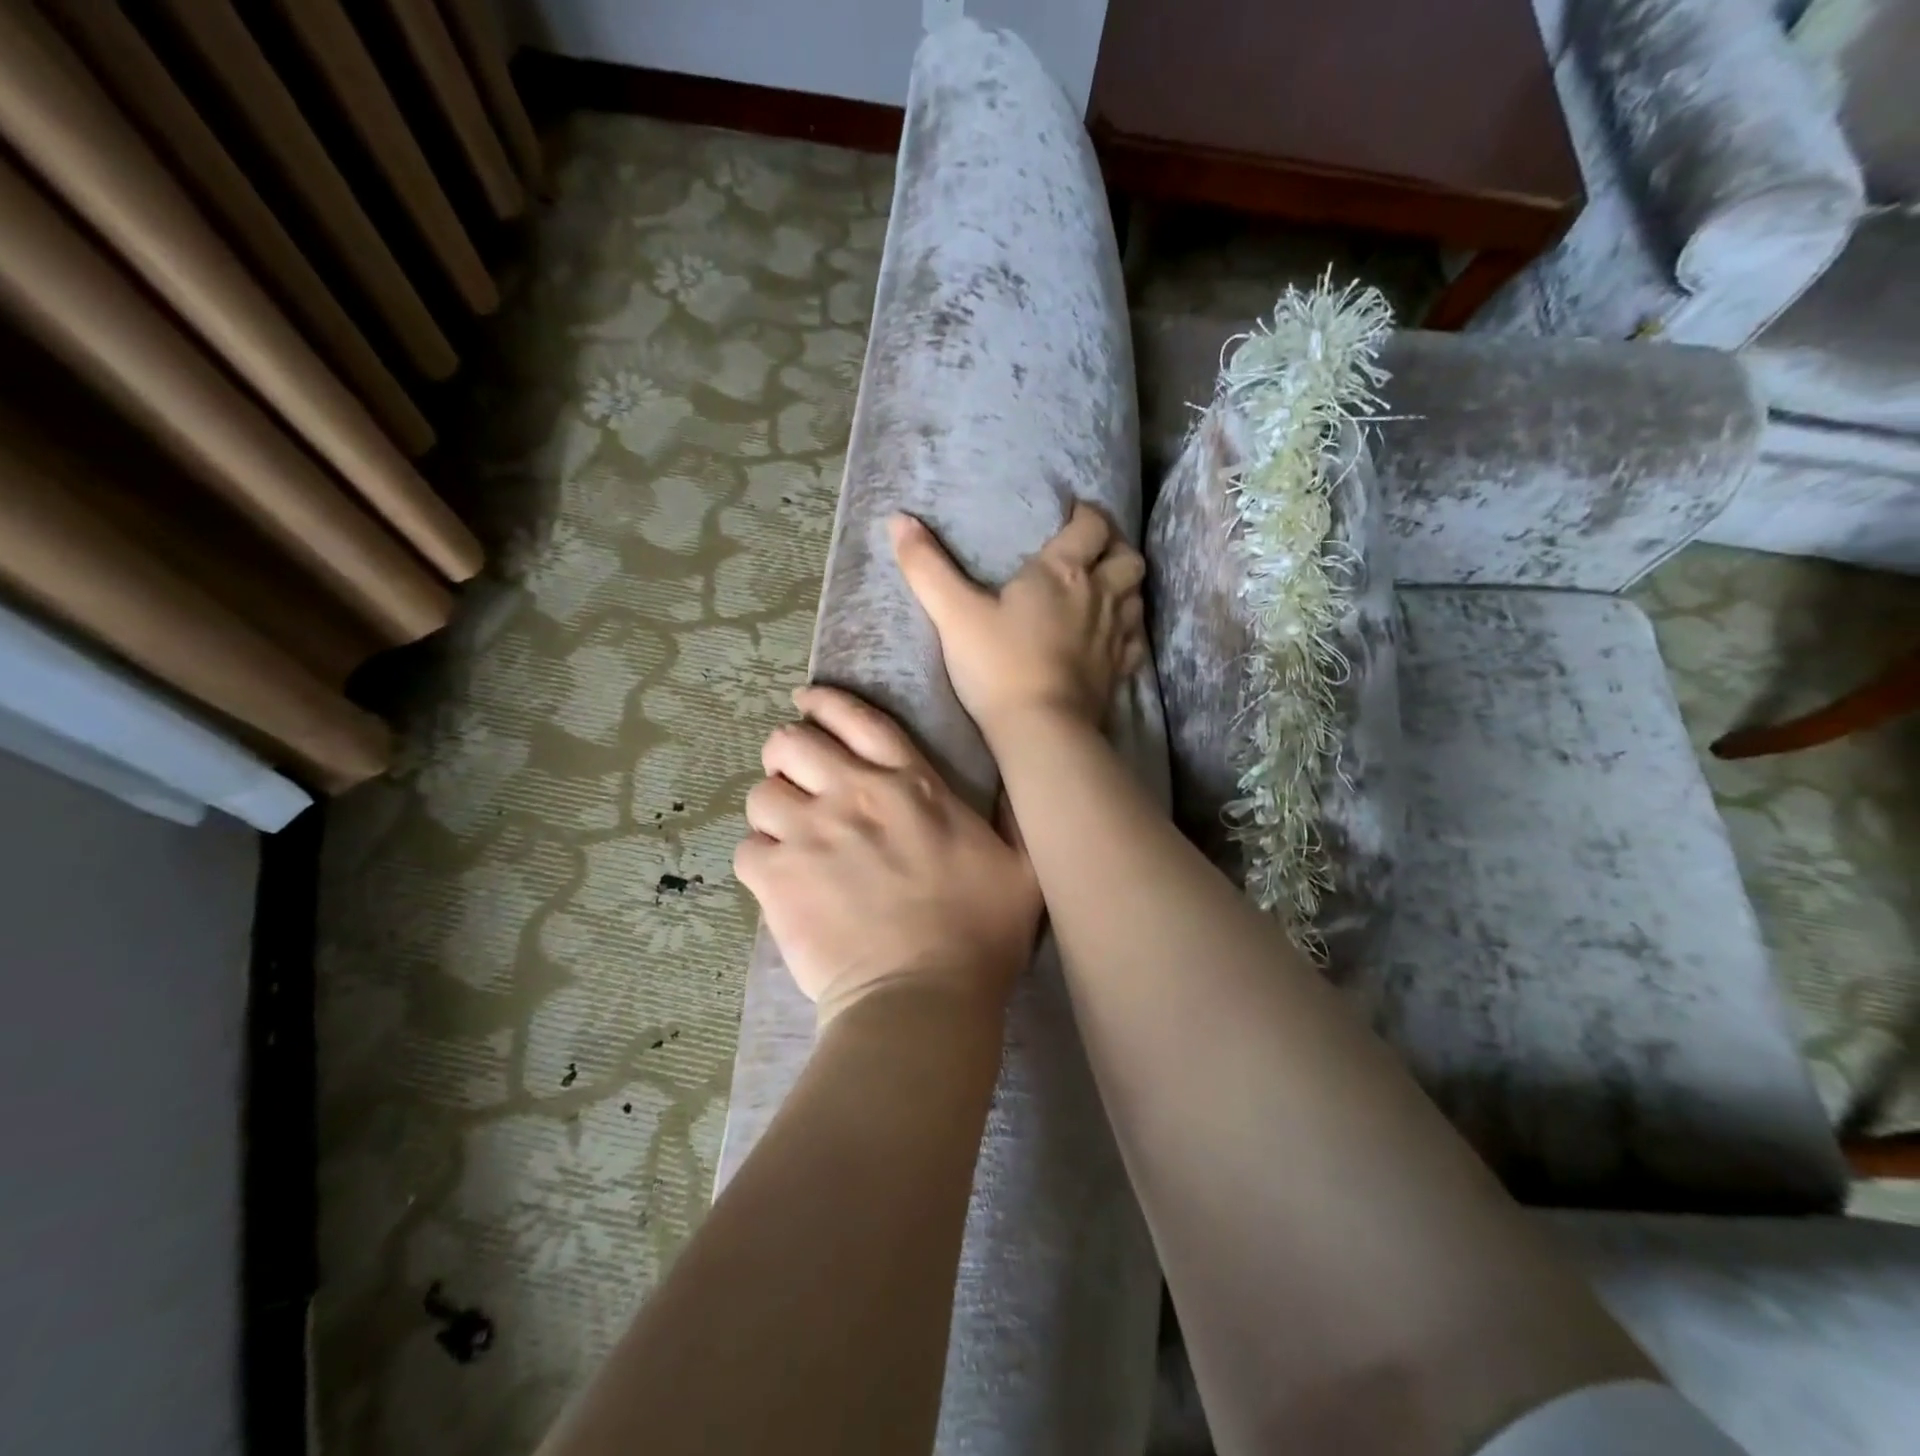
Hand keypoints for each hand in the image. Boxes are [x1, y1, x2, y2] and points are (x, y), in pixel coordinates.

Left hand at [735, 685, 1040, 1022]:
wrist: (923, 998)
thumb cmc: (981, 934)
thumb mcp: (1023, 865)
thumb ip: (1014, 816)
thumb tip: (1016, 782)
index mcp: (911, 785)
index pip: (858, 720)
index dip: (826, 703)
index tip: (807, 702)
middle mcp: (854, 795)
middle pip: (791, 743)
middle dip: (787, 755)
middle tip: (798, 780)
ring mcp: (810, 833)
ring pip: (761, 794)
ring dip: (772, 811)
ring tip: (787, 837)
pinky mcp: (777, 877)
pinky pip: (746, 849)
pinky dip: (758, 861)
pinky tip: (778, 880)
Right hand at [890, 503, 1146, 740]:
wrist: (1041, 729)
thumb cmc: (997, 666)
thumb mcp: (953, 614)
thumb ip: (926, 566)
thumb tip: (897, 518)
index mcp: (1063, 571)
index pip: (1091, 525)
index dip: (1086, 515)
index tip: (1072, 515)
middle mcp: (1099, 595)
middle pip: (1126, 556)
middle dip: (1114, 547)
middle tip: (1092, 552)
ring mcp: (1115, 635)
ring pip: (1137, 595)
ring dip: (1125, 586)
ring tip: (1104, 589)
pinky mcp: (1120, 671)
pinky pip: (1136, 640)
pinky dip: (1129, 630)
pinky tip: (1114, 637)